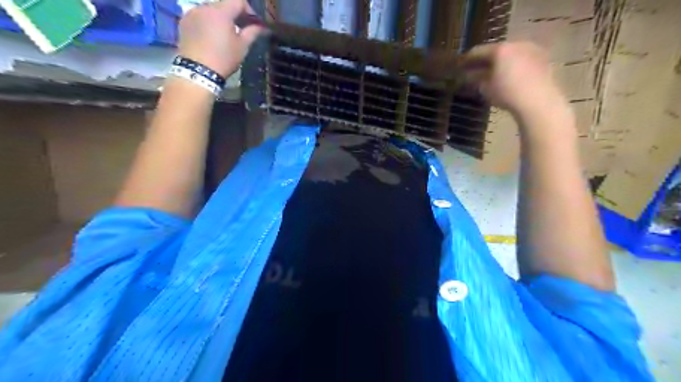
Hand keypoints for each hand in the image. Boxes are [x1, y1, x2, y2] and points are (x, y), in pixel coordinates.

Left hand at [177, 0, 264, 76]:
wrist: (198, 71)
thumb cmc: (224, 58)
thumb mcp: (242, 47)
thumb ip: (252, 32)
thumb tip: (262, 27)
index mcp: (221, 11)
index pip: (238, 0)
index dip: (248, 9)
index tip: (252, 23)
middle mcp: (204, 6)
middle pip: (223, 4)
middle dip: (233, 14)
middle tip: (240, 29)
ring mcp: (191, 13)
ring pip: (210, 10)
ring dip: (219, 18)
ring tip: (223, 34)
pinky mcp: (183, 22)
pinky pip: (199, 16)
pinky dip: (207, 22)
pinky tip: (210, 37)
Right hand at [463, 40, 570, 117]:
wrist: (538, 101)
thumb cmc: (507, 94)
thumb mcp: (485, 88)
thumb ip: (475, 79)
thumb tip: (468, 75)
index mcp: (499, 49)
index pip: (477, 51)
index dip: (466, 59)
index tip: (459, 66)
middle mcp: (515, 44)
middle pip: (495, 50)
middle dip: (485, 60)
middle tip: (476, 70)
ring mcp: (531, 49)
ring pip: (510, 54)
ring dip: (500, 62)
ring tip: (493, 73)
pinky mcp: (542, 58)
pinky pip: (522, 59)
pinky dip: (513, 66)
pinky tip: (509, 76)